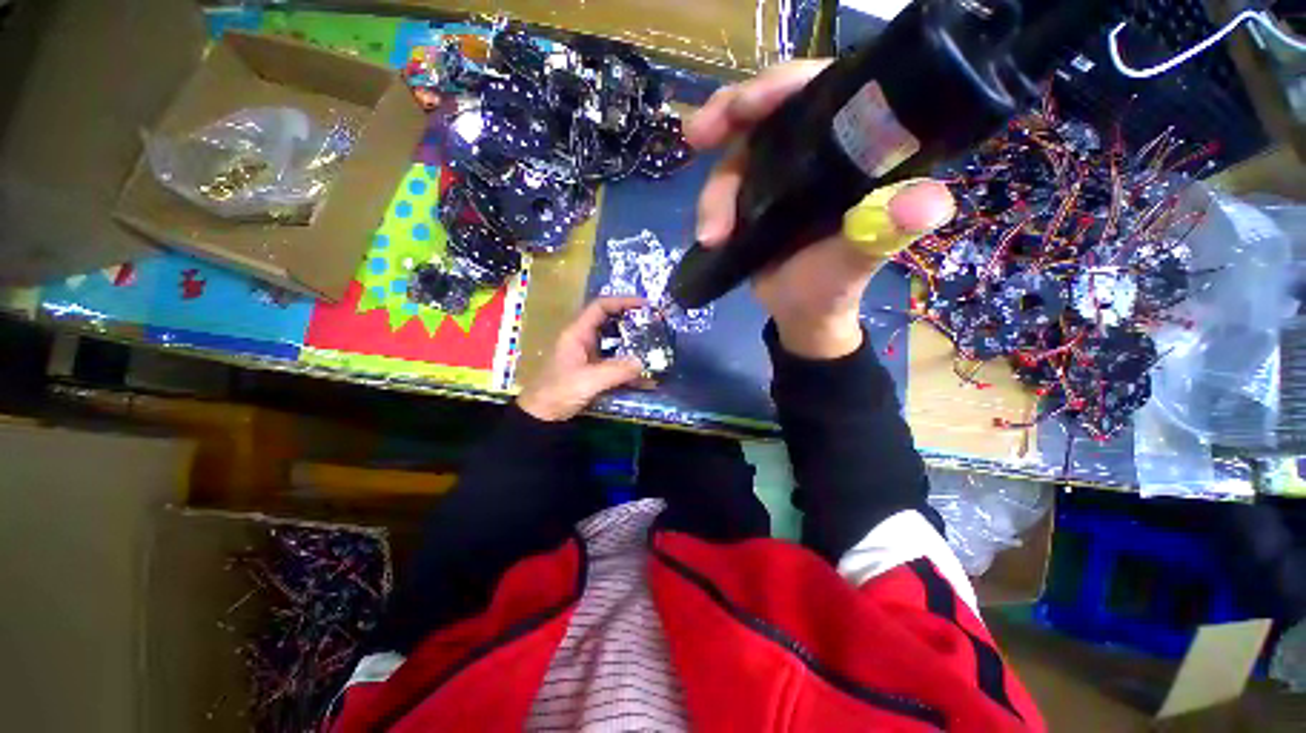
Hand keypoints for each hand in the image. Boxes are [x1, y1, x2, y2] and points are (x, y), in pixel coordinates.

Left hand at [517, 297, 646, 421]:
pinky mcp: (592, 370)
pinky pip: (613, 361)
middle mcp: (582, 340)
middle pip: (609, 322)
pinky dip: (627, 365)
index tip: (644, 305)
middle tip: (653, 324)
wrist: (541, 417)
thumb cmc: (558, 393)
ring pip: (612, 342)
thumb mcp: (588, 381)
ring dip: (631, 343)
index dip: (622, 301)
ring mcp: (587, 356)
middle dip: (631, 321)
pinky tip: (642, 373)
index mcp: (576, 334)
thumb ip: (615, 371)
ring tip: (652, 345)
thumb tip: (642, 363)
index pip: (600, 307)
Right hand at [687, 60, 955, 359]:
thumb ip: (885, 232)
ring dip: (714, 193)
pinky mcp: (753, 197)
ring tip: (711, 236)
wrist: (799, 314)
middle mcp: (817, 151)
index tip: (745, 106)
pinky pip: (723, 187)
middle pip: (769, 110)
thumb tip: (928, 204)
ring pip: (736, 155)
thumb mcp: (859, 259)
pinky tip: (706, 235)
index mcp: (855, 150)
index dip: (782, 86)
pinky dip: (708, 207)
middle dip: (729, 115)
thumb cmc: (835, 287)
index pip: (823, 90)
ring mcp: (779, 173)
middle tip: (698, 135)